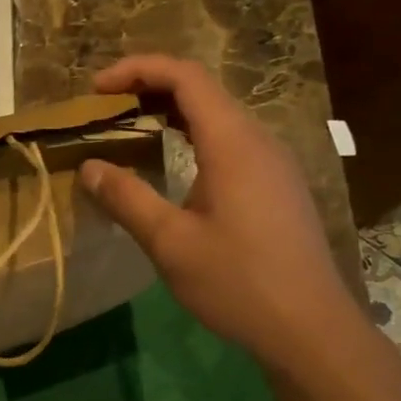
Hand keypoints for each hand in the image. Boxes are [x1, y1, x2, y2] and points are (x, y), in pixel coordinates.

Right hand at [77, 55, 351, 370]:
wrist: (311, 330)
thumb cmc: (238, 282)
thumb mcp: (170, 243)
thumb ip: (126, 198)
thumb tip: (89, 167)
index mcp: (233, 143)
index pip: (185, 77)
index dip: (138, 69)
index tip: (97, 89)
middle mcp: (258, 140)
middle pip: (202, 90)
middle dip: (149, 88)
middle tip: (106, 109)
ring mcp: (273, 163)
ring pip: (217, 116)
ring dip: (171, 113)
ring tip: (129, 132)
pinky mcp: (278, 186)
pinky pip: (230, 141)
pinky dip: (192, 136)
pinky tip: (171, 166)